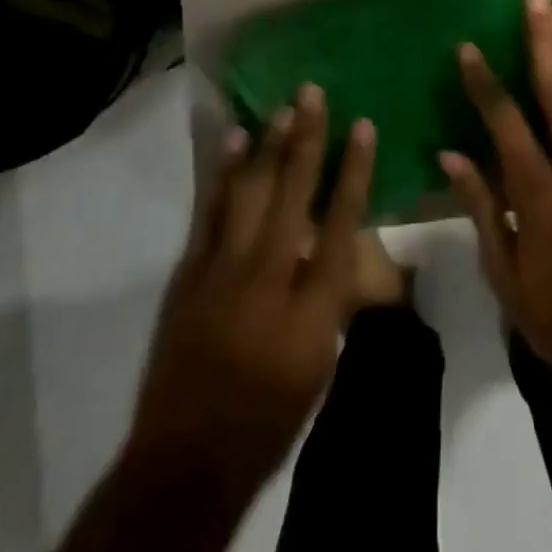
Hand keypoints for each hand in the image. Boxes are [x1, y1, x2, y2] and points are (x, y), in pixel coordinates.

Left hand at [56, 86, 374, 551]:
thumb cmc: (270, 415)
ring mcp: (223, 272)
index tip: (363, 125)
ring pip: (250, 192)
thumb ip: (333, 295)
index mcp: (313, 305)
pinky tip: (233, 143)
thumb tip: (344, 243)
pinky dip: (223, 174)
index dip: (354, 169)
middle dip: (307, 138)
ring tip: (281, 108)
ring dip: (267, 146)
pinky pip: (210, 211)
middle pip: (293, 193)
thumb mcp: (321, 361)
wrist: (188, 458)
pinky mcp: (190, 274)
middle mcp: (269, 277)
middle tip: (312, 92)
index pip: (342, 221)